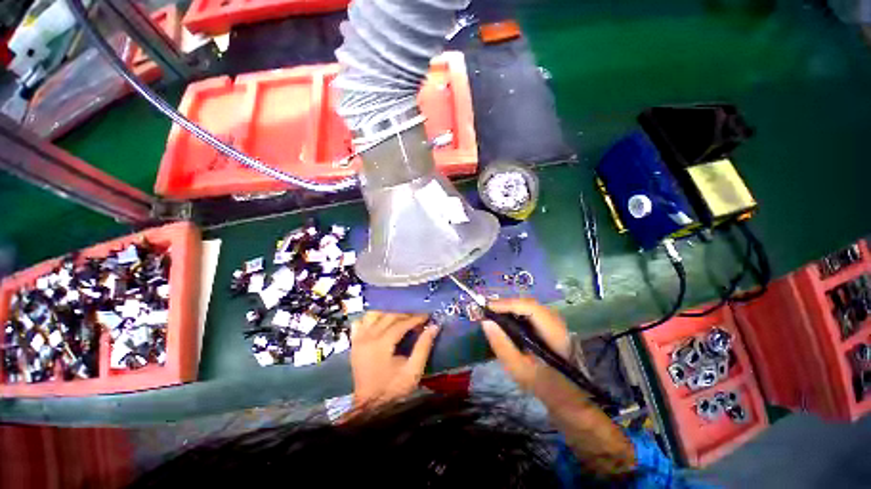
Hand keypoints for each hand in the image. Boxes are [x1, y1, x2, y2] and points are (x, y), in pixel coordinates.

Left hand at [350, 312, 439, 408]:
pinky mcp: (354, 343)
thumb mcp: (413, 371)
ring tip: (400, 318)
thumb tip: (433, 327)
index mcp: (381, 344)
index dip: (415, 318)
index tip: (427, 316)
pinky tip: (380, 322)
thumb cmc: (393, 389)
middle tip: (418, 317)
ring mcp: (359, 339)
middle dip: (405, 314)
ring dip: (388, 313)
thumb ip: (423, 347)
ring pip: (373, 314)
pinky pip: (360, 322)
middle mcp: (368, 337)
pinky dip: (371, 319)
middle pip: (388, 316)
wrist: (369, 406)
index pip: (401, 323)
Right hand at [480, 298, 571, 394]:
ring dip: (511, 307)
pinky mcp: (551, 325)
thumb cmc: (543, 384)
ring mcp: (556, 323)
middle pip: (530, 304)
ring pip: (530, 306)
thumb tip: (485, 322)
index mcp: (554, 334)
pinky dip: (516, 312)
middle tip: (488, 310)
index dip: (508, 304)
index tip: (488, 307)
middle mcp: (558, 323)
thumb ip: (502, 345)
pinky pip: (531, 312)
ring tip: (494, 313)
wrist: (567, 396)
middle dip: (507, 304)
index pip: (531, 308)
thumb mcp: (519, 369)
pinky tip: (506, 318)